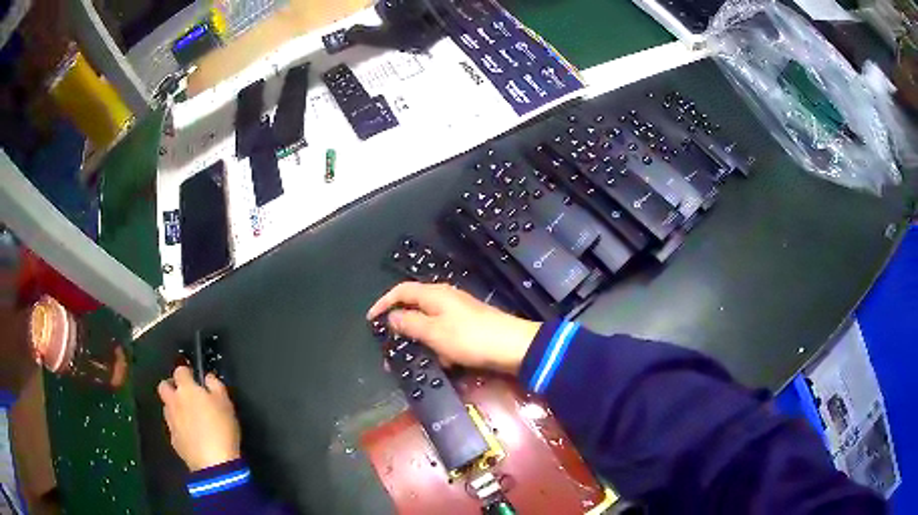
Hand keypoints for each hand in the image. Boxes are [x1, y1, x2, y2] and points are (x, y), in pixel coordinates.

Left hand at [157, 367, 240, 471]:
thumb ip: (216, 386)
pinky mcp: (173, 439)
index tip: (195, 378)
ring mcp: (171, 421)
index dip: (187, 372)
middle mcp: (174, 402)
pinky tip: (192, 435)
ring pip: (167, 407)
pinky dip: (179, 426)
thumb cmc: (222, 429)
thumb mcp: (226, 404)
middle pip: (164, 386)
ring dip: (175, 407)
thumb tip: (208, 378)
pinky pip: (173, 426)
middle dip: (172, 387)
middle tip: (186, 394)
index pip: (180, 370)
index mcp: (186, 389)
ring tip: (190, 417)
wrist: (214, 464)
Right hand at [367, 282, 540, 373]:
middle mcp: (445, 299)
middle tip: (390, 346)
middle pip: (414, 307)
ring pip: (429, 325)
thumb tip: (392, 316)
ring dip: (419, 341)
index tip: (371, 320)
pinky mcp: (468, 327)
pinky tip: (442, 363)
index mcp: (434, 294)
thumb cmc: (469, 338)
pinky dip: (438, 347)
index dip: (383, 302)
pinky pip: (444, 335)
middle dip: (401, 327)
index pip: (401, 290)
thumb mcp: (434, 332)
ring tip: (412, 359)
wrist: (513, 347)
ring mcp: (458, 313)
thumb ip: (410, 323)